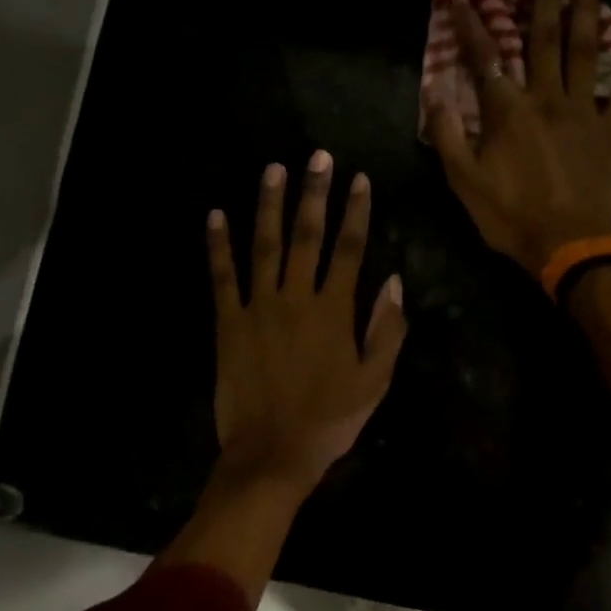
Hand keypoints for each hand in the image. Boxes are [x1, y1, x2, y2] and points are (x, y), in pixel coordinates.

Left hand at [207, 150, 406, 494]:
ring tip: (273, 169)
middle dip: (314, 192)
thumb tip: (395, 281)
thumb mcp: (375, 381)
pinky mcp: (227, 322)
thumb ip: (387, 329)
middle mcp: (296, 297)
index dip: (355, 211)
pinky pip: (221, 276)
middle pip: (307, 235)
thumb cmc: (330, 420)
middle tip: (317, 156)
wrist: (272, 453)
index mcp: (334, 311)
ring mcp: (257, 307)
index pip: (349, 248)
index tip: (359, 179)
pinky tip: (216, 215)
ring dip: (268, 204)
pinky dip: (218, 245)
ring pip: (264, 245)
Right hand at [424, 0, 610, 277]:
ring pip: (586, 51)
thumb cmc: (509, 216)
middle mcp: (546, 98)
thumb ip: (447, 134)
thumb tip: (434, 92)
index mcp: (507, 111)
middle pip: (544, 38)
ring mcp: (584, 111)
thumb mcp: (463, 181)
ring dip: (586, 9)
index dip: (471, 24)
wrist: (564, 245)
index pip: (485, 57)